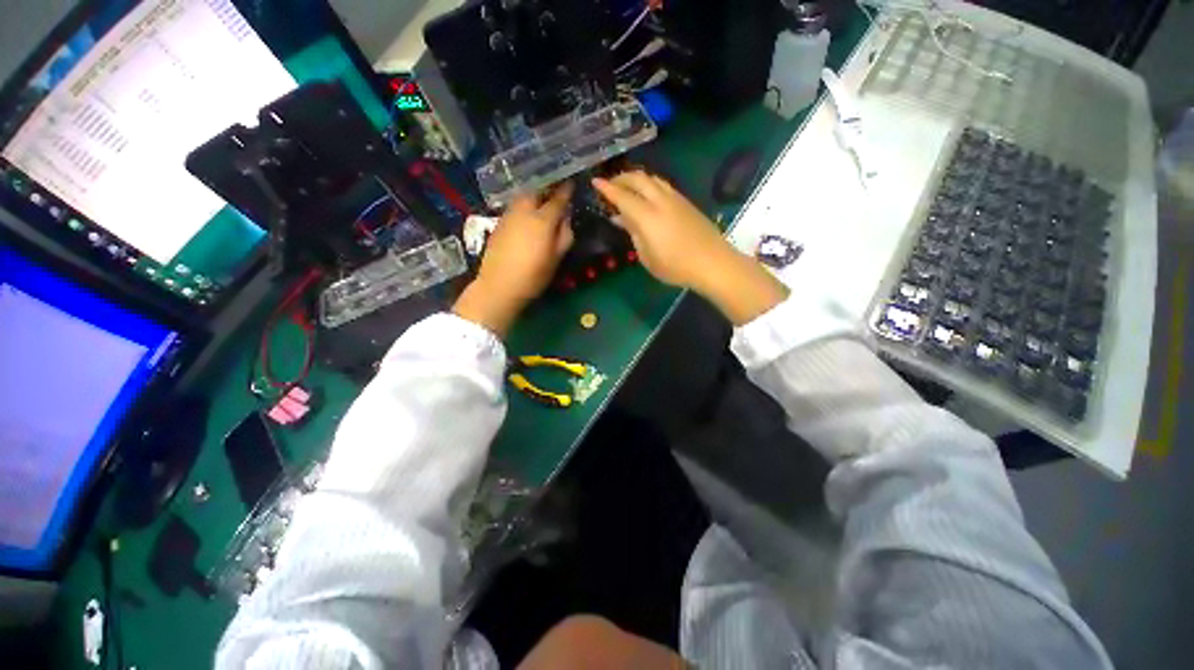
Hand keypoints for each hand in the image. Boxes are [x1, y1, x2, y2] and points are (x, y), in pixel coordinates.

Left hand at [454, 184, 574, 335]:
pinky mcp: (498, 224)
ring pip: (523, 198)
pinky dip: (522, 207)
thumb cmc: (533, 276)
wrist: (499, 286)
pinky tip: (525, 217)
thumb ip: (564, 236)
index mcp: (542, 220)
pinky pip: (514, 208)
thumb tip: (566, 219)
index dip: (565, 191)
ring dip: (533, 197)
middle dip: (546, 189)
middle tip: (554, 194)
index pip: (557, 199)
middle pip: (536, 191)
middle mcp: (524, 212)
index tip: (571, 183)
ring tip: (540, 203)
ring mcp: (508, 216)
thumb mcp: (556, 259)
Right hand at [592, 171, 725, 290]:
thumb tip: (621, 218)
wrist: (712, 262)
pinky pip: (662, 185)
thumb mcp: (647, 257)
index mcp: (647, 216)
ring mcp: (675, 198)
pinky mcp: (685, 201)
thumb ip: (633, 234)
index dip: (607, 188)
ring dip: (636, 178)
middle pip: (638, 178)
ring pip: (652, 178)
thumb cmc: (675, 266)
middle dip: (621, 178)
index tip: (595, 182)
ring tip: (627, 186)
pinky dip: (649, 183)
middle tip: (610, 184)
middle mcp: (660, 201)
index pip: (622, 196)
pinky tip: (647, 194)